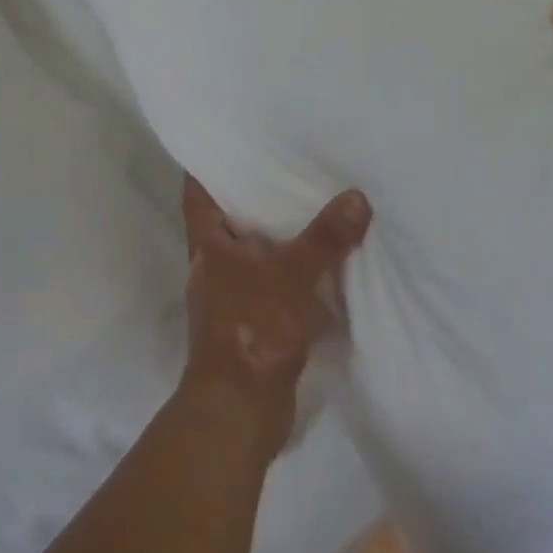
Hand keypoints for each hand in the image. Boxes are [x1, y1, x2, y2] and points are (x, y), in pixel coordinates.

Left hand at [179, 176, 371, 458]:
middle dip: (251, 197)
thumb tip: (356, 196)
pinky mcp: (252, 327)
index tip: (224, 141)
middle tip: (282, 165)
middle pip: (227, 220)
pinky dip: (292, 277)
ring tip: (307, 207)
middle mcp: (213, 266)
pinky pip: (273, 288)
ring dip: (276, 239)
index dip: (205, 165)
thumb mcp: (293, 275)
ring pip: (253, 256)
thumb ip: (325, 238)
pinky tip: (322, 267)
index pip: (196, 192)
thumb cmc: (252, 327)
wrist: (240, 412)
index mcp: (207, 244)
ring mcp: (230, 299)